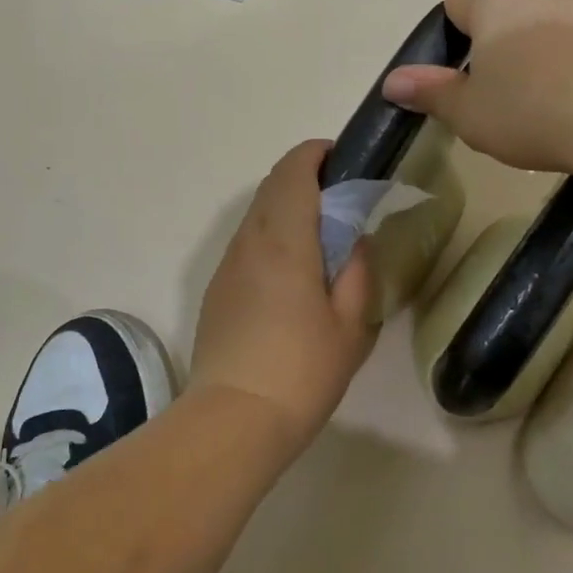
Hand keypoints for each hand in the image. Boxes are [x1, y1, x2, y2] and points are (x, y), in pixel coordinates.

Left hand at [190, 141, 377, 452]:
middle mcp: (248, 242)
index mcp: (284, 240)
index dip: (315, 155)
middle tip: (338, 200)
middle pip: (271, 188)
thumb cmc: (302, 371)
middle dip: (303, 179)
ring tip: (317, 237)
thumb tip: (352, 241)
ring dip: (284, 209)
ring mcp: (226, 266)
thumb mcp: (351, 325)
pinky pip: (245, 245)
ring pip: (254, 216)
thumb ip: (357, 272)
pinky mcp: (216, 290)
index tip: (341, 160)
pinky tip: (289, 272)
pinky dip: (269, 237)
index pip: (293, 172)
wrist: (235, 417)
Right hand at [381, 0, 572, 171]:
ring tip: (549, 96)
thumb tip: (391, 82)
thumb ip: (431, 93)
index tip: (458, 51)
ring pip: (555, 19)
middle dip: (503, 37)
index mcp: (494, 6)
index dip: (455, 19)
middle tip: (502, 85)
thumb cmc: (529, 107)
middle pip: (511, 6)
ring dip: (547, 47)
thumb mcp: (468, 112)